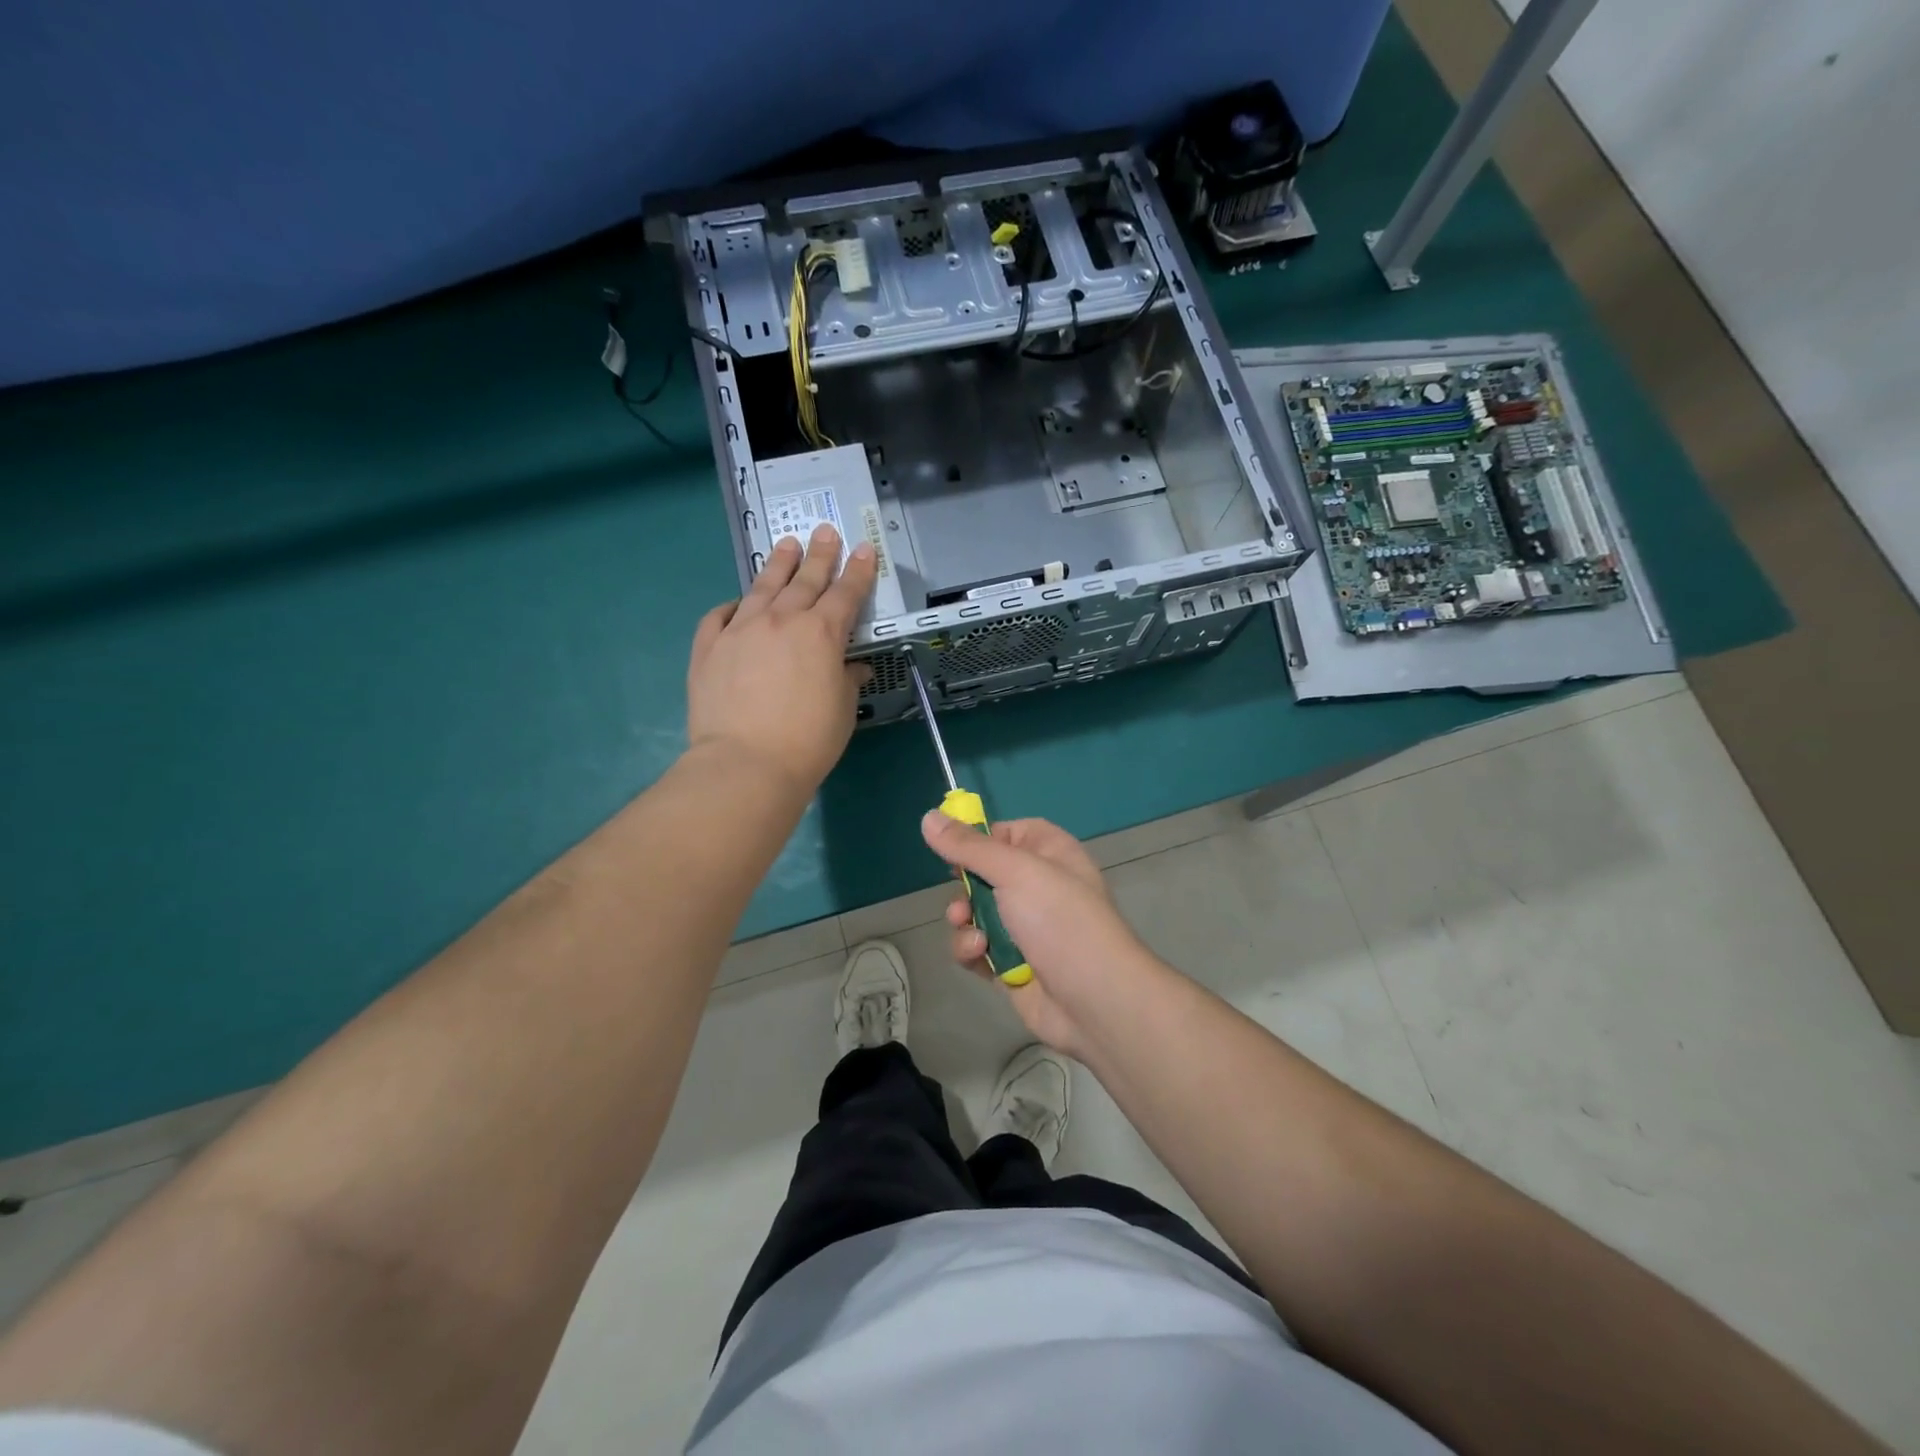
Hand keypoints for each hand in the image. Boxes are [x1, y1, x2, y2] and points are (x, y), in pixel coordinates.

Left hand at [687, 525, 875, 798]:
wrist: (746, 763)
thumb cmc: (808, 741)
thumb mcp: (842, 709)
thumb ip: (847, 680)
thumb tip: (854, 668)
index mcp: (821, 634)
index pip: (846, 593)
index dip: (858, 571)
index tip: (863, 549)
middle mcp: (781, 620)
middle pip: (805, 580)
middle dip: (819, 554)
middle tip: (825, 532)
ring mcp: (740, 629)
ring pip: (762, 587)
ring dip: (777, 564)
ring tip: (786, 544)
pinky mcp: (708, 647)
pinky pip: (719, 616)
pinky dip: (732, 606)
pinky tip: (736, 603)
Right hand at [921, 813, 1156, 1058]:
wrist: (1095, 1000)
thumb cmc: (1060, 920)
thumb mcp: (1015, 871)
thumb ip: (969, 847)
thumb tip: (928, 817)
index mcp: (1050, 853)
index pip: (1009, 833)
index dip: (980, 840)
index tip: (954, 849)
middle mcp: (1040, 887)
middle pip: (985, 875)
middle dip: (965, 890)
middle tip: (963, 902)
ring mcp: (1027, 928)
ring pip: (976, 914)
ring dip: (965, 924)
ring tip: (973, 936)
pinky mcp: (1013, 965)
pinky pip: (979, 949)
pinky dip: (973, 952)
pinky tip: (980, 957)